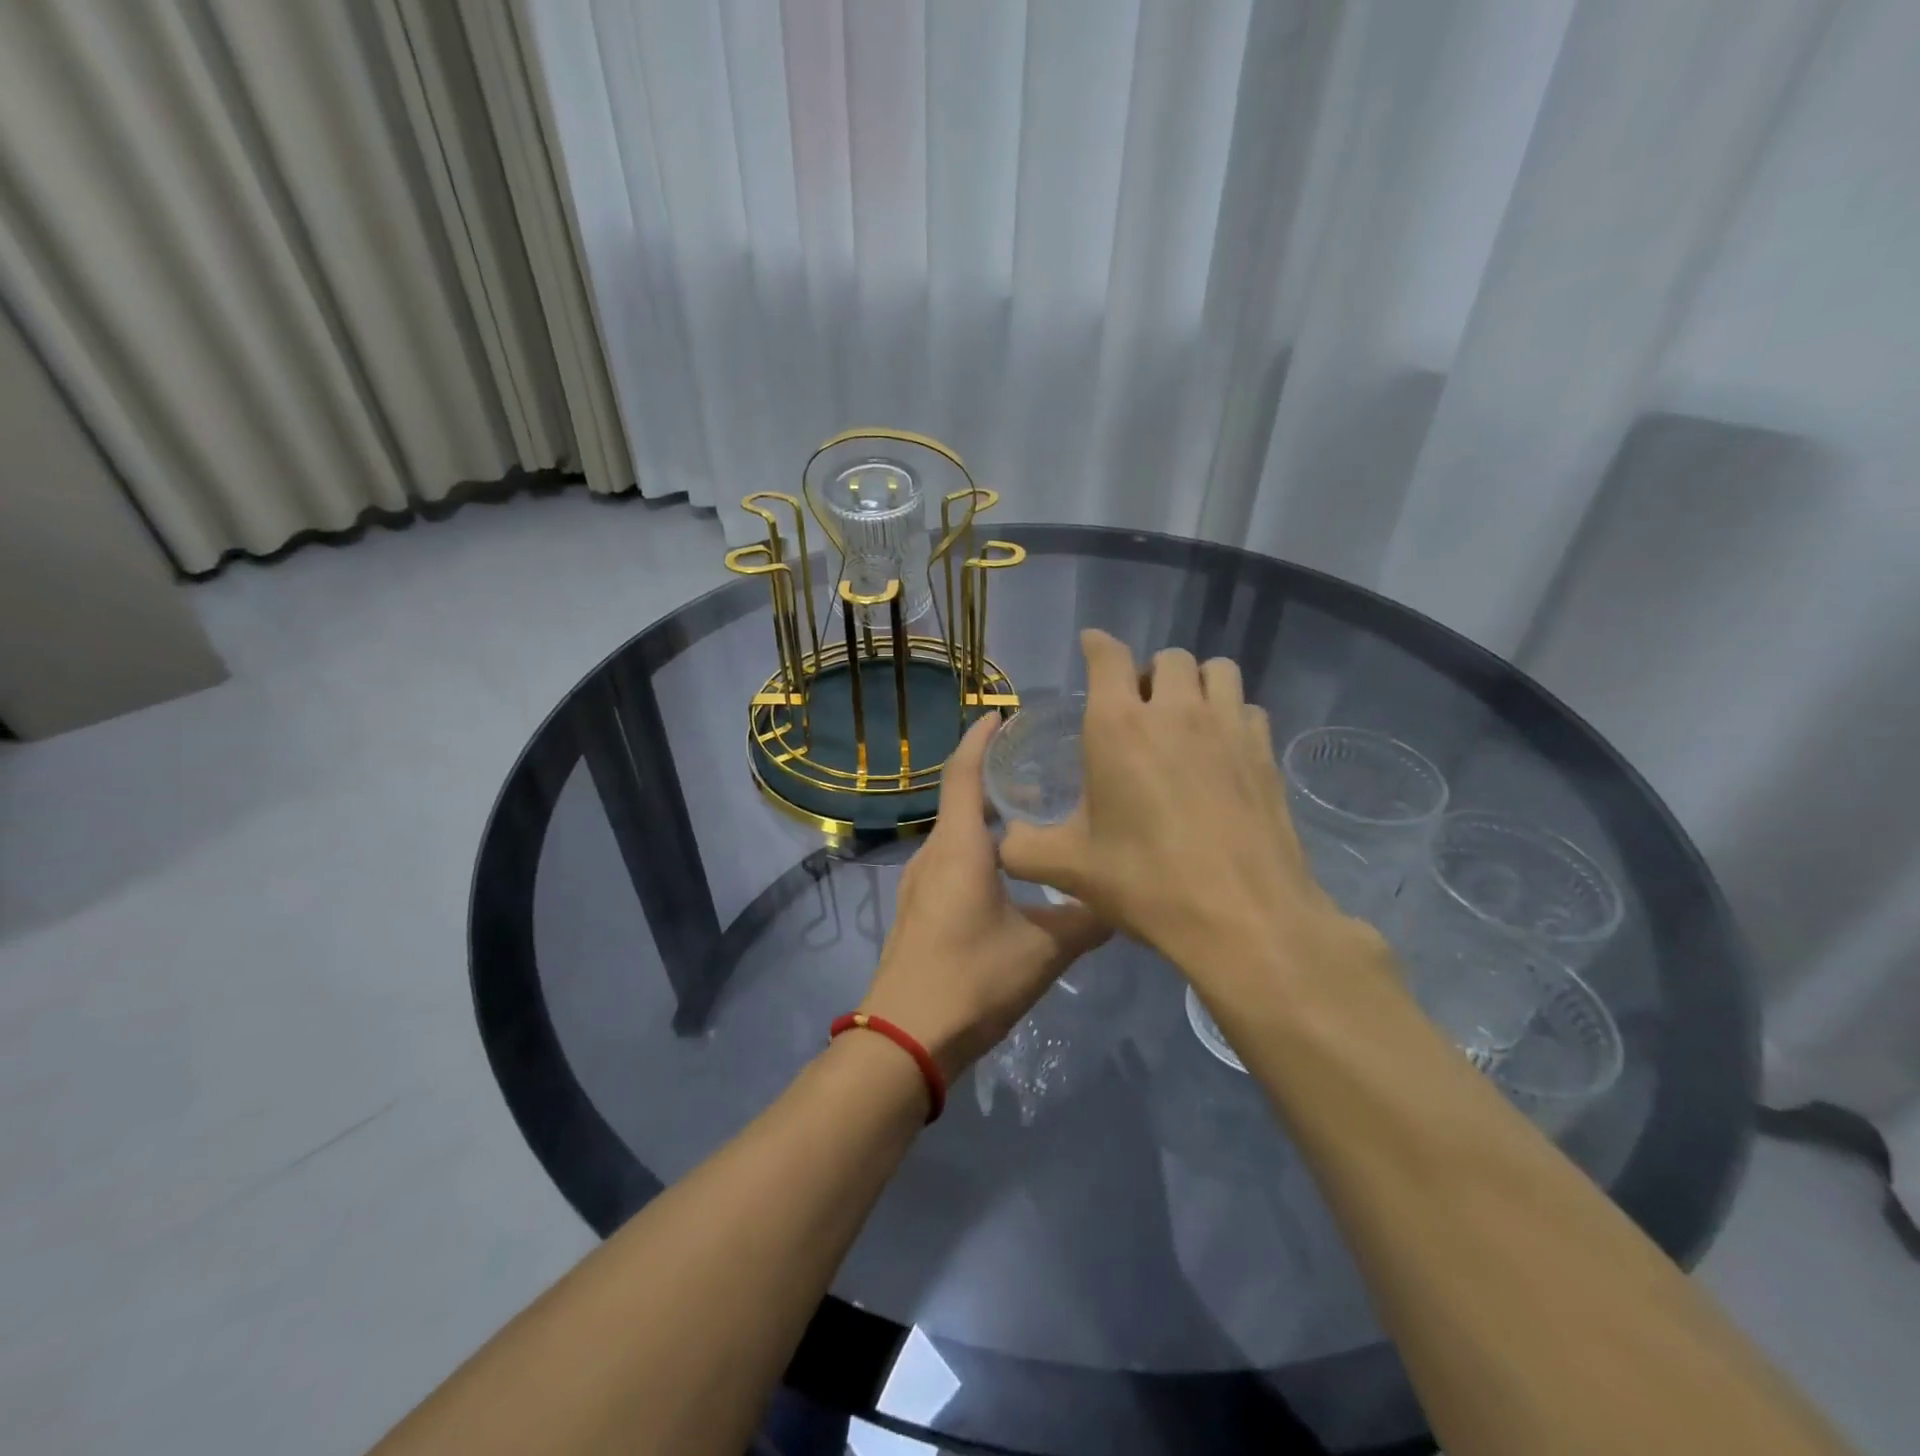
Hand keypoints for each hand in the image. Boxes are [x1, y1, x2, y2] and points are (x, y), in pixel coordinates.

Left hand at [859, 714, 1109, 1080]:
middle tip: (1040, 764)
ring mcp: (920, 882)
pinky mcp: (920, 908)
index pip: (964, 772)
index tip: (1004, 713)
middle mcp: (934, 853)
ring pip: (957, 831)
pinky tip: (1010, 867)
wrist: (905, 1039)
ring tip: (1033, 811)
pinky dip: (979, 844)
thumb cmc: (972, 980)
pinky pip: (951, 858)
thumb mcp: (1044, 950)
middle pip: (960, 797)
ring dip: (987, 813)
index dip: (981, 738)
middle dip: (994, 774)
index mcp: (959, 847)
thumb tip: (1124, 899)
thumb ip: (1086, 920)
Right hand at [997, 630, 1386, 992]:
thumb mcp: (1070, 869)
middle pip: (1168, 657)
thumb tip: (1003, 843)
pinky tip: (1222, 751)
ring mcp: (1227, 726)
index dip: (1097, 645)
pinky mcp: (1264, 751)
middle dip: (1148, 673)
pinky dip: (1230, 715)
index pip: (1108, 655)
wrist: (1243, 917)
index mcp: (1118, 726)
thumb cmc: (1146, 883)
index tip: (1091, 647)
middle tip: (1138, 709)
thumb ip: (1024, 849)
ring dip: (1195, 683)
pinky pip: (1247, 707)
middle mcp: (1175, 710)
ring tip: (1184, 718)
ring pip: (1216, 670)